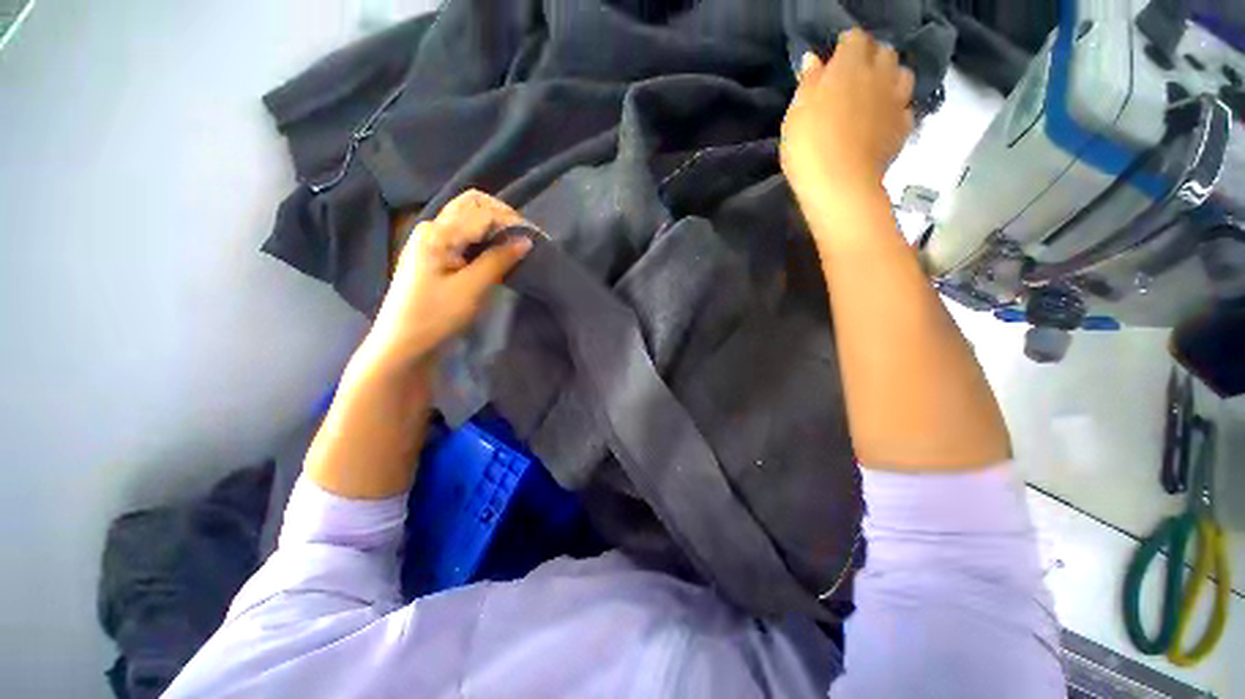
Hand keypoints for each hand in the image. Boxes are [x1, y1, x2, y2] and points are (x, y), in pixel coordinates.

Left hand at [357, 190, 532, 373]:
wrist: (403, 344)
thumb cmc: (436, 316)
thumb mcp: (471, 288)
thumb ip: (498, 260)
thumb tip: (526, 239)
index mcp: (438, 232)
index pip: (482, 211)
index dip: (511, 221)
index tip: (535, 239)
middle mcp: (433, 228)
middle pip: (472, 206)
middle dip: (503, 217)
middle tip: (526, 239)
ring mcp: (432, 242)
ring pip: (469, 220)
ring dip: (495, 228)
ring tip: (517, 246)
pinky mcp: (436, 256)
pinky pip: (465, 236)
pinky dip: (485, 240)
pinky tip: (498, 254)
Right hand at [781, 29, 914, 220]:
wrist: (839, 185)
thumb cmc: (809, 147)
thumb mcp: (795, 114)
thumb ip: (807, 83)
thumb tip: (813, 60)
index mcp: (849, 66)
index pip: (854, 39)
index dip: (844, 47)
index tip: (832, 63)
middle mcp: (879, 75)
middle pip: (884, 52)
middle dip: (871, 58)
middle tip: (853, 78)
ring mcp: (895, 101)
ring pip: (902, 75)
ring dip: (890, 79)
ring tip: (874, 95)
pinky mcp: (903, 127)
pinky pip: (904, 108)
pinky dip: (896, 110)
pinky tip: (883, 121)